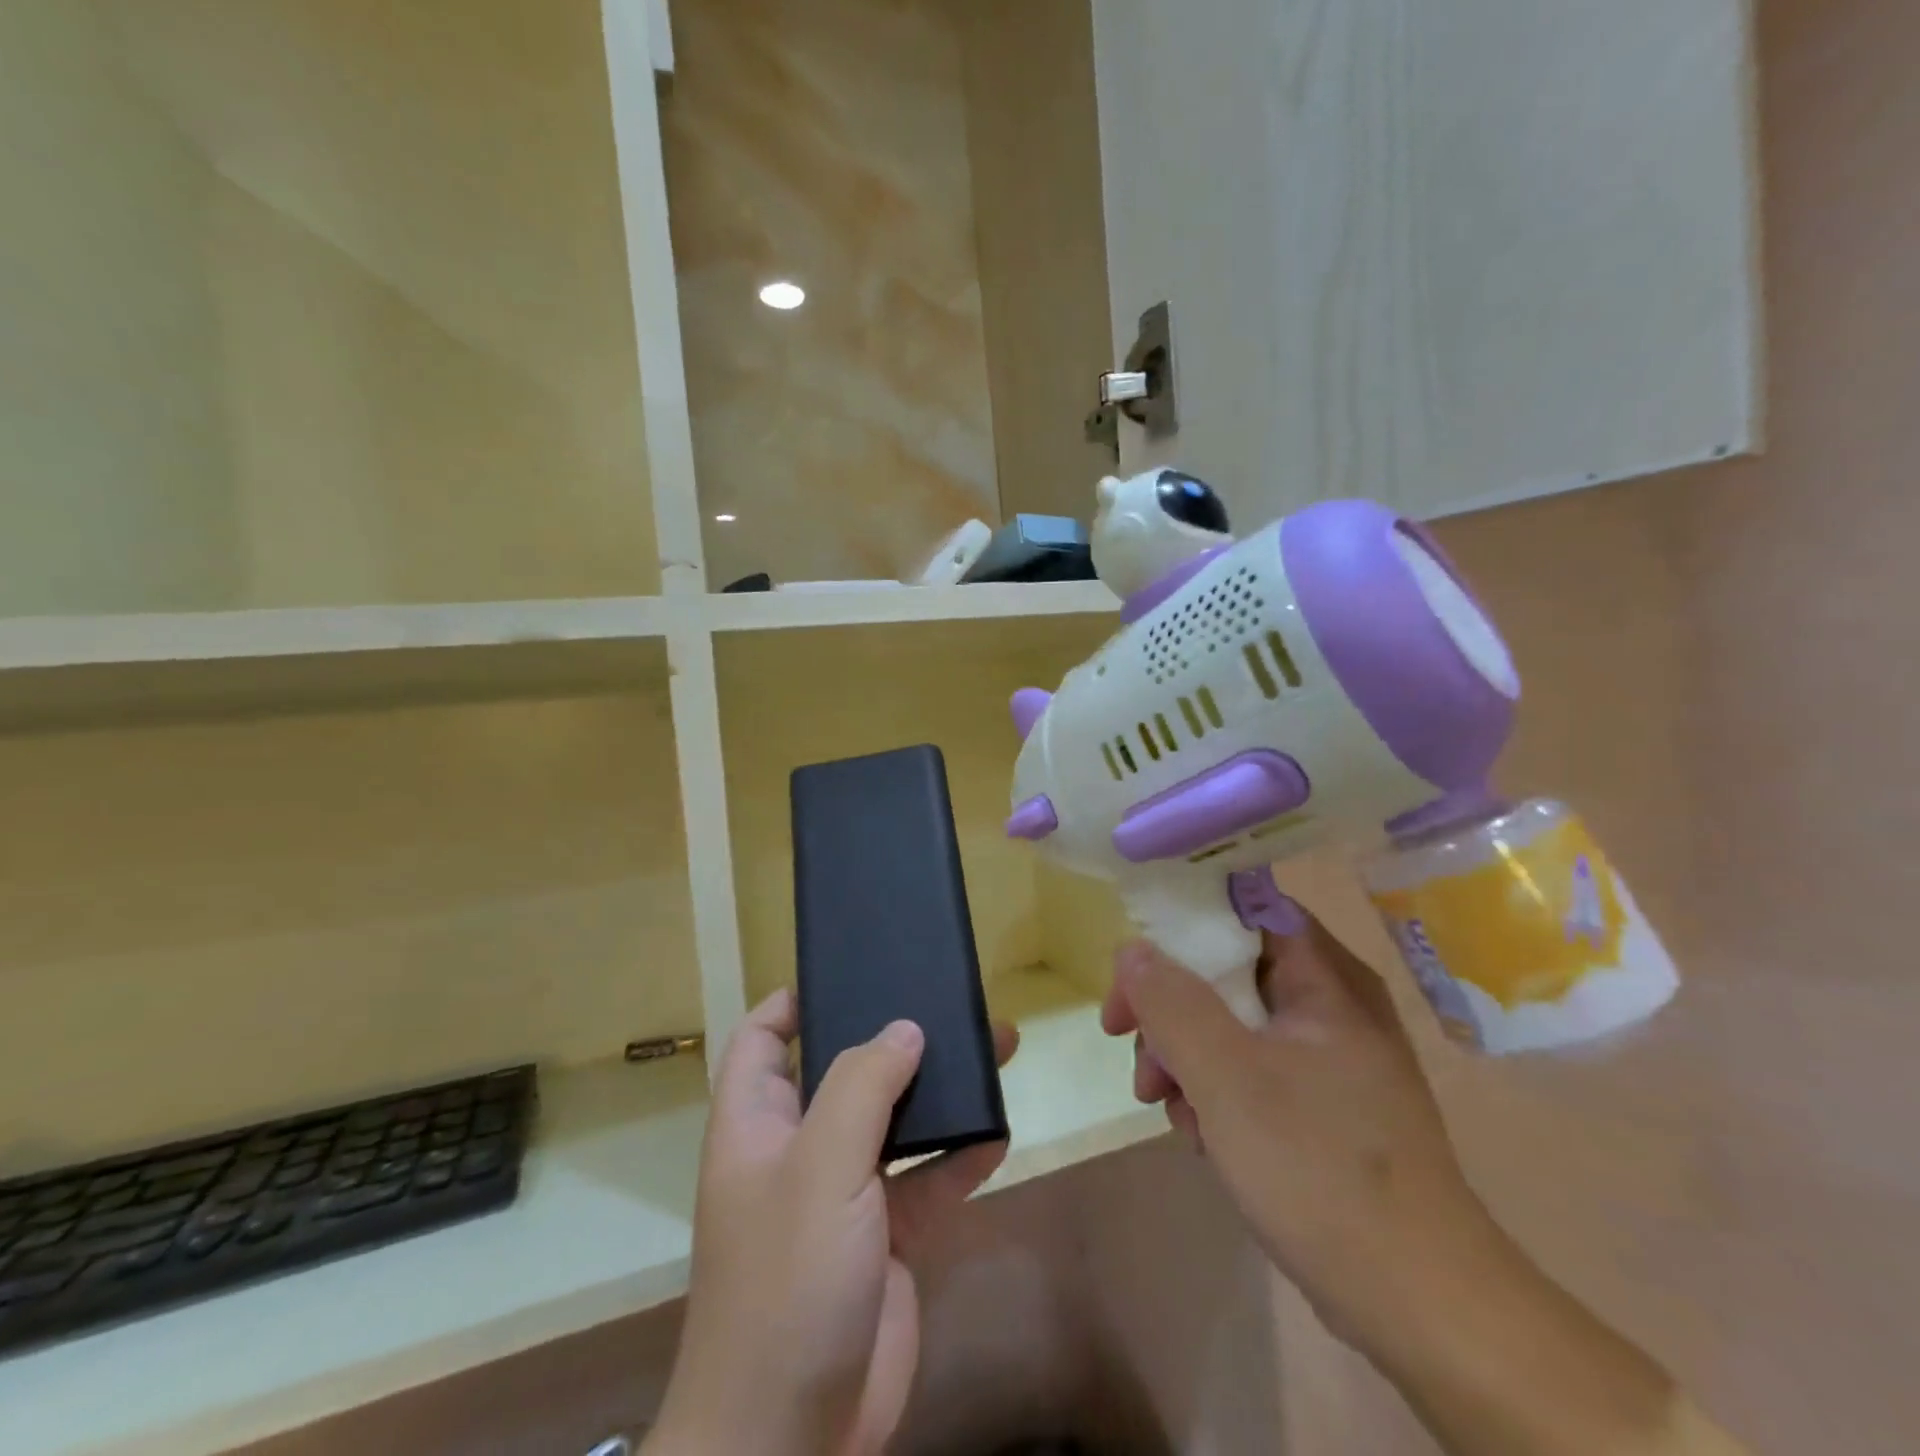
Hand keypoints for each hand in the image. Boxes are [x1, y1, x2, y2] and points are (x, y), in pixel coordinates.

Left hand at [650, 990, 1017, 1455]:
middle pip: (845, 1069)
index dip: (794, 1000)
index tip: (849, 972)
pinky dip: (959, 1157)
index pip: (762, 1039)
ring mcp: (843, 1194)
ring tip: (993, 1047)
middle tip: (946, 1002)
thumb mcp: (819, 1167)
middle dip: (894, 1037)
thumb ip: (861, 1086)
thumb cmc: (787, 1281)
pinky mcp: (885, 1236)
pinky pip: (927, 1179)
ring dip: (940, 1090)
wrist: (794, 1440)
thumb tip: (903, 1028)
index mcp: (758, 1121)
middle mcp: (798, 1147)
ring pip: (896, 1120)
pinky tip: (998, 1134)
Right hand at [1102, 922, 1734, 1455]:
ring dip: (1184, 1054)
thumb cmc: (1319, 1167)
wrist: (1419, 1306)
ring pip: (1232, 1023)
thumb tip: (1131, 949)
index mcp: (1326, 978)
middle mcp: (1330, 1004)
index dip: (1183, 921)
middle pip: (1227, 969)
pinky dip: (1214, 1090)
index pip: (1245, 908)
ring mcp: (1327, 1058)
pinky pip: (1250, 1070)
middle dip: (1170, 1006)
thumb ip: (1171, 1003)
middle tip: (1129, 1041)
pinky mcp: (1321, 1105)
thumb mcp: (1227, 1076)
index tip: (1135, 957)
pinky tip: (1200, 1135)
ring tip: (1163, 1104)